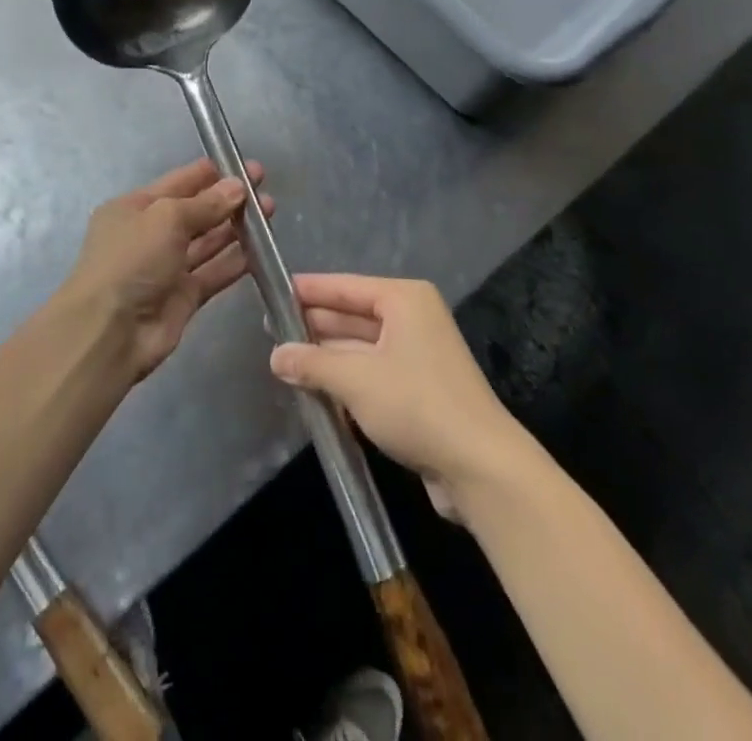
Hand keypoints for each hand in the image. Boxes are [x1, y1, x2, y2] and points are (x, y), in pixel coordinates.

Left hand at [64, 158, 273, 382]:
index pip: (180, 182)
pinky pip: (213, 273)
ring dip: (236, 228)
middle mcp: (150, 235)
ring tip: (270, 214)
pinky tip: (261, 251)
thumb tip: (237, 187)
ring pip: (207, 241)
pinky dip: (235, 262)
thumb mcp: (166, 218)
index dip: (213, 173)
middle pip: (196, 211)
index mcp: (134, 207)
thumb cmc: (131, 260)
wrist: (109, 333)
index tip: (247, 167)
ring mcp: (167, 267)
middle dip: (229, 200)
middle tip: (264, 192)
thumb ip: (205, 203)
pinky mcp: (183, 297)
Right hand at [270, 275, 525, 519]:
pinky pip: (373, 373)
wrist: (480, 466)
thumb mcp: (356, 380)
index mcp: (404, 300)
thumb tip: (276, 355)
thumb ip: (313, 364)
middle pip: (353, 314)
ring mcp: (418, 354)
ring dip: (328, 356)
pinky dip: (347, 379)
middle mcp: (413, 318)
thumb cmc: (417, 405)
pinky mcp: (420, 389)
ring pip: (361, 347)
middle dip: (315, 325)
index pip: (346, 286)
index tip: (273, 290)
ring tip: (285, 361)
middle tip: (271, 330)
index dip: (309, 290)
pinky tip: (316, 390)